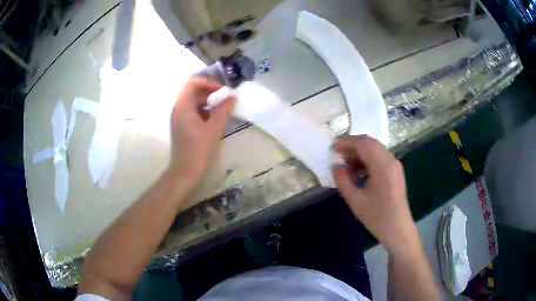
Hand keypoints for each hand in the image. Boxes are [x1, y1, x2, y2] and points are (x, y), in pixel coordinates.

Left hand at [169, 77, 234, 181]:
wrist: (185, 170)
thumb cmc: (198, 149)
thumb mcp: (214, 128)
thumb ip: (223, 110)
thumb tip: (232, 97)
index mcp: (183, 106)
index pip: (192, 83)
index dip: (207, 82)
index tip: (221, 90)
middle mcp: (178, 108)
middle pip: (191, 90)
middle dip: (208, 90)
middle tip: (224, 96)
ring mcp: (178, 117)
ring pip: (192, 100)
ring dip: (206, 100)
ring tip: (221, 106)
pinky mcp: (181, 125)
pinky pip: (191, 110)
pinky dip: (202, 109)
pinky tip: (213, 117)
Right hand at [333, 135, 417, 253]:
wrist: (398, 229)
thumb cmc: (377, 217)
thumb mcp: (355, 200)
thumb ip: (342, 180)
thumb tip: (336, 165)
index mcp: (382, 166)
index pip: (363, 143)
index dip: (346, 142)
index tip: (332, 150)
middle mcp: (391, 160)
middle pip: (369, 143)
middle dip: (352, 146)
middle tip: (337, 157)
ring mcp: (395, 165)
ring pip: (375, 149)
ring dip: (359, 153)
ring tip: (346, 166)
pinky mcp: (395, 171)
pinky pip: (380, 157)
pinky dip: (367, 159)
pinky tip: (358, 173)